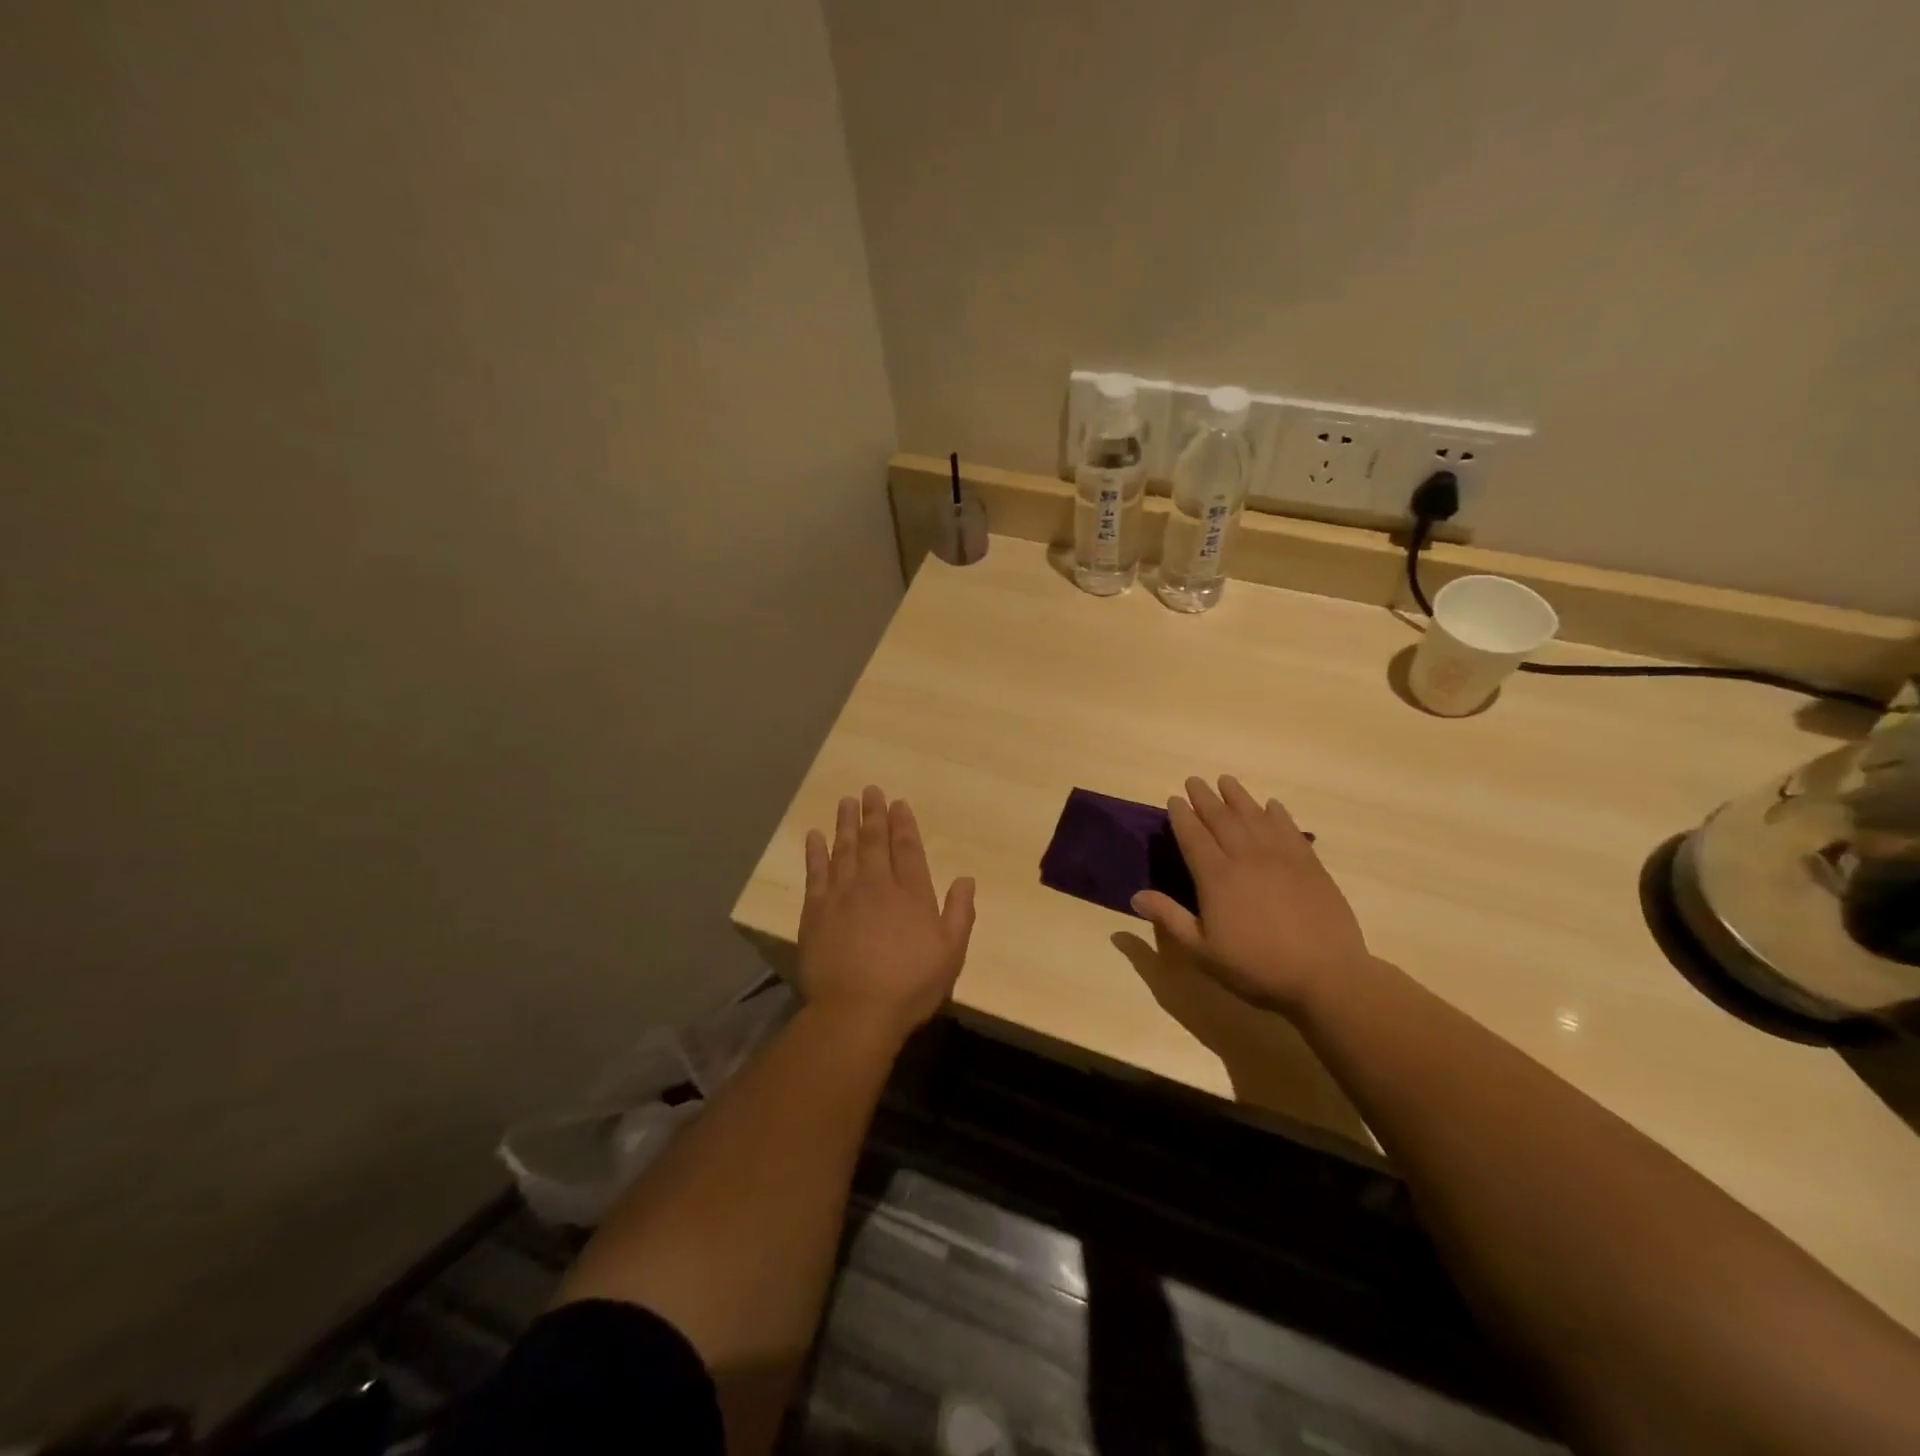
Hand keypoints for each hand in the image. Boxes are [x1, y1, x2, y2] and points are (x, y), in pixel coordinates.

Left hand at [798, 786, 975, 1041]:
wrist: (856, 1011)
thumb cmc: (910, 985)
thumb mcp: (951, 953)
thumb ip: (960, 913)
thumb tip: (966, 878)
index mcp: (911, 894)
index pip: (907, 849)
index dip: (903, 824)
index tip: (898, 803)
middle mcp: (876, 885)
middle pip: (874, 842)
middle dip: (874, 814)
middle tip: (870, 791)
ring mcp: (842, 895)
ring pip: (844, 850)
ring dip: (846, 824)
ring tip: (846, 802)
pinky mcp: (816, 911)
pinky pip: (815, 873)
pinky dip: (815, 852)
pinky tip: (815, 836)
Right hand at [1131, 776, 1368, 1016]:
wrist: (1326, 976)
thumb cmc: (1257, 967)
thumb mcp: (1203, 951)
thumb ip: (1170, 918)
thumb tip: (1135, 896)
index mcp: (1216, 877)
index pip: (1193, 836)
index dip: (1181, 816)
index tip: (1173, 799)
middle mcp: (1246, 857)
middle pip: (1221, 818)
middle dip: (1205, 797)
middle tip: (1194, 780)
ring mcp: (1281, 857)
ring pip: (1254, 816)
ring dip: (1238, 796)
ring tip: (1226, 781)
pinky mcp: (1310, 864)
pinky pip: (1289, 829)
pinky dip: (1278, 814)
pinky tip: (1272, 805)